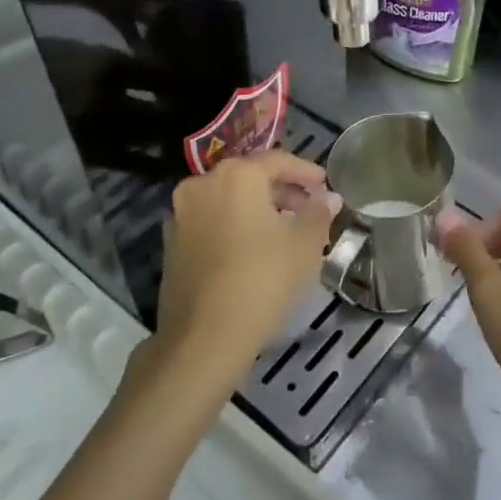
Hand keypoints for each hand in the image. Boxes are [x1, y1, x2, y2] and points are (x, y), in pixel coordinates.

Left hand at [152, 150, 339, 391]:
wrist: (203, 338)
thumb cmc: (261, 280)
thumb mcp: (304, 246)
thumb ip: (318, 214)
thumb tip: (329, 198)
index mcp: (236, 176)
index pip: (277, 161)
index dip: (305, 172)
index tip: (325, 186)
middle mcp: (203, 184)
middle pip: (249, 177)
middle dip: (281, 190)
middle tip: (307, 209)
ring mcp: (181, 213)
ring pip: (227, 199)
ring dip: (256, 208)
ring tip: (283, 230)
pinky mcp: (171, 242)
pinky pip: (210, 221)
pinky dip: (233, 224)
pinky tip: (252, 249)